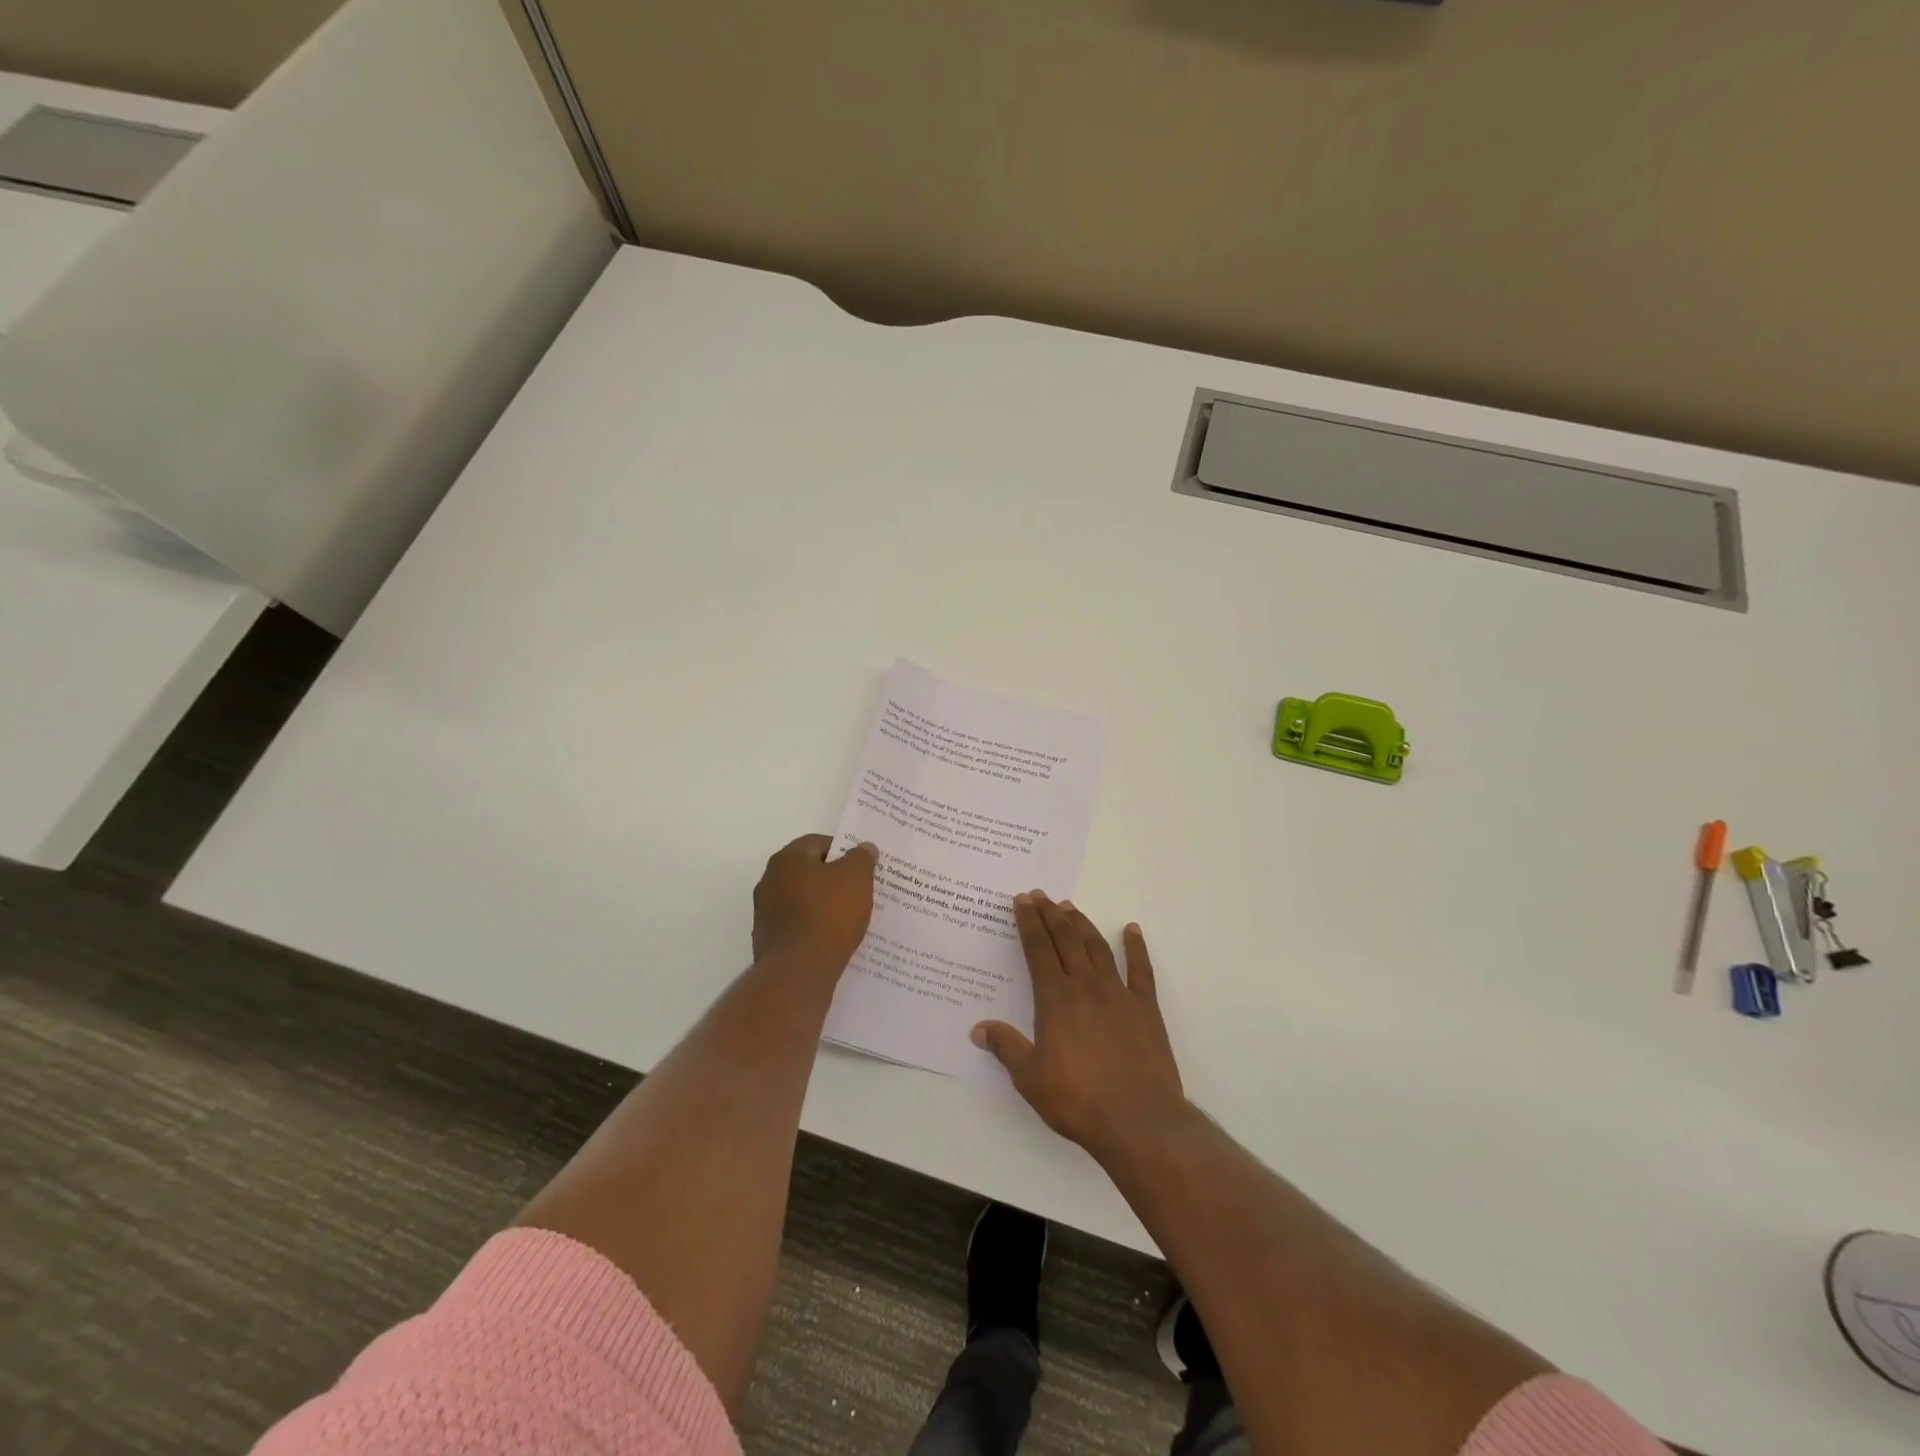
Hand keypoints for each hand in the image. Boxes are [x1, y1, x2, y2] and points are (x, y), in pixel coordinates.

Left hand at [752, 834, 878, 972]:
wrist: (800, 970)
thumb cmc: (829, 914)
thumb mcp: (857, 878)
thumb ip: (862, 858)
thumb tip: (864, 848)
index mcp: (787, 859)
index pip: (818, 843)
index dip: (843, 851)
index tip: (862, 867)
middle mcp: (769, 880)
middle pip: (808, 871)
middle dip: (833, 879)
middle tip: (859, 890)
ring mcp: (765, 912)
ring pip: (802, 900)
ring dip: (822, 904)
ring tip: (849, 917)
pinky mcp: (767, 940)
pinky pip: (797, 925)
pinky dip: (813, 927)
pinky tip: (832, 939)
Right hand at [973, 891, 1185, 1158]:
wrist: (1138, 1120)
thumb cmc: (1078, 1099)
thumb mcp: (1030, 1078)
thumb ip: (1006, 1048)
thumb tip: (978, 1029)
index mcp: (1055, 999)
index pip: (1038, 950)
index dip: (1029, 923)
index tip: (1022, 900)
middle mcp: (1086, 986)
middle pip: (1066, 940)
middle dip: (1051, 915)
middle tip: (1041, 895)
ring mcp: (1118, 994)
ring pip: (1097, 947)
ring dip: (1082, 924)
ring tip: (1070, 907)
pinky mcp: (1146, 1009)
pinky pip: (1140, 970)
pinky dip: (1136, 947)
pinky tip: (1132, 930)